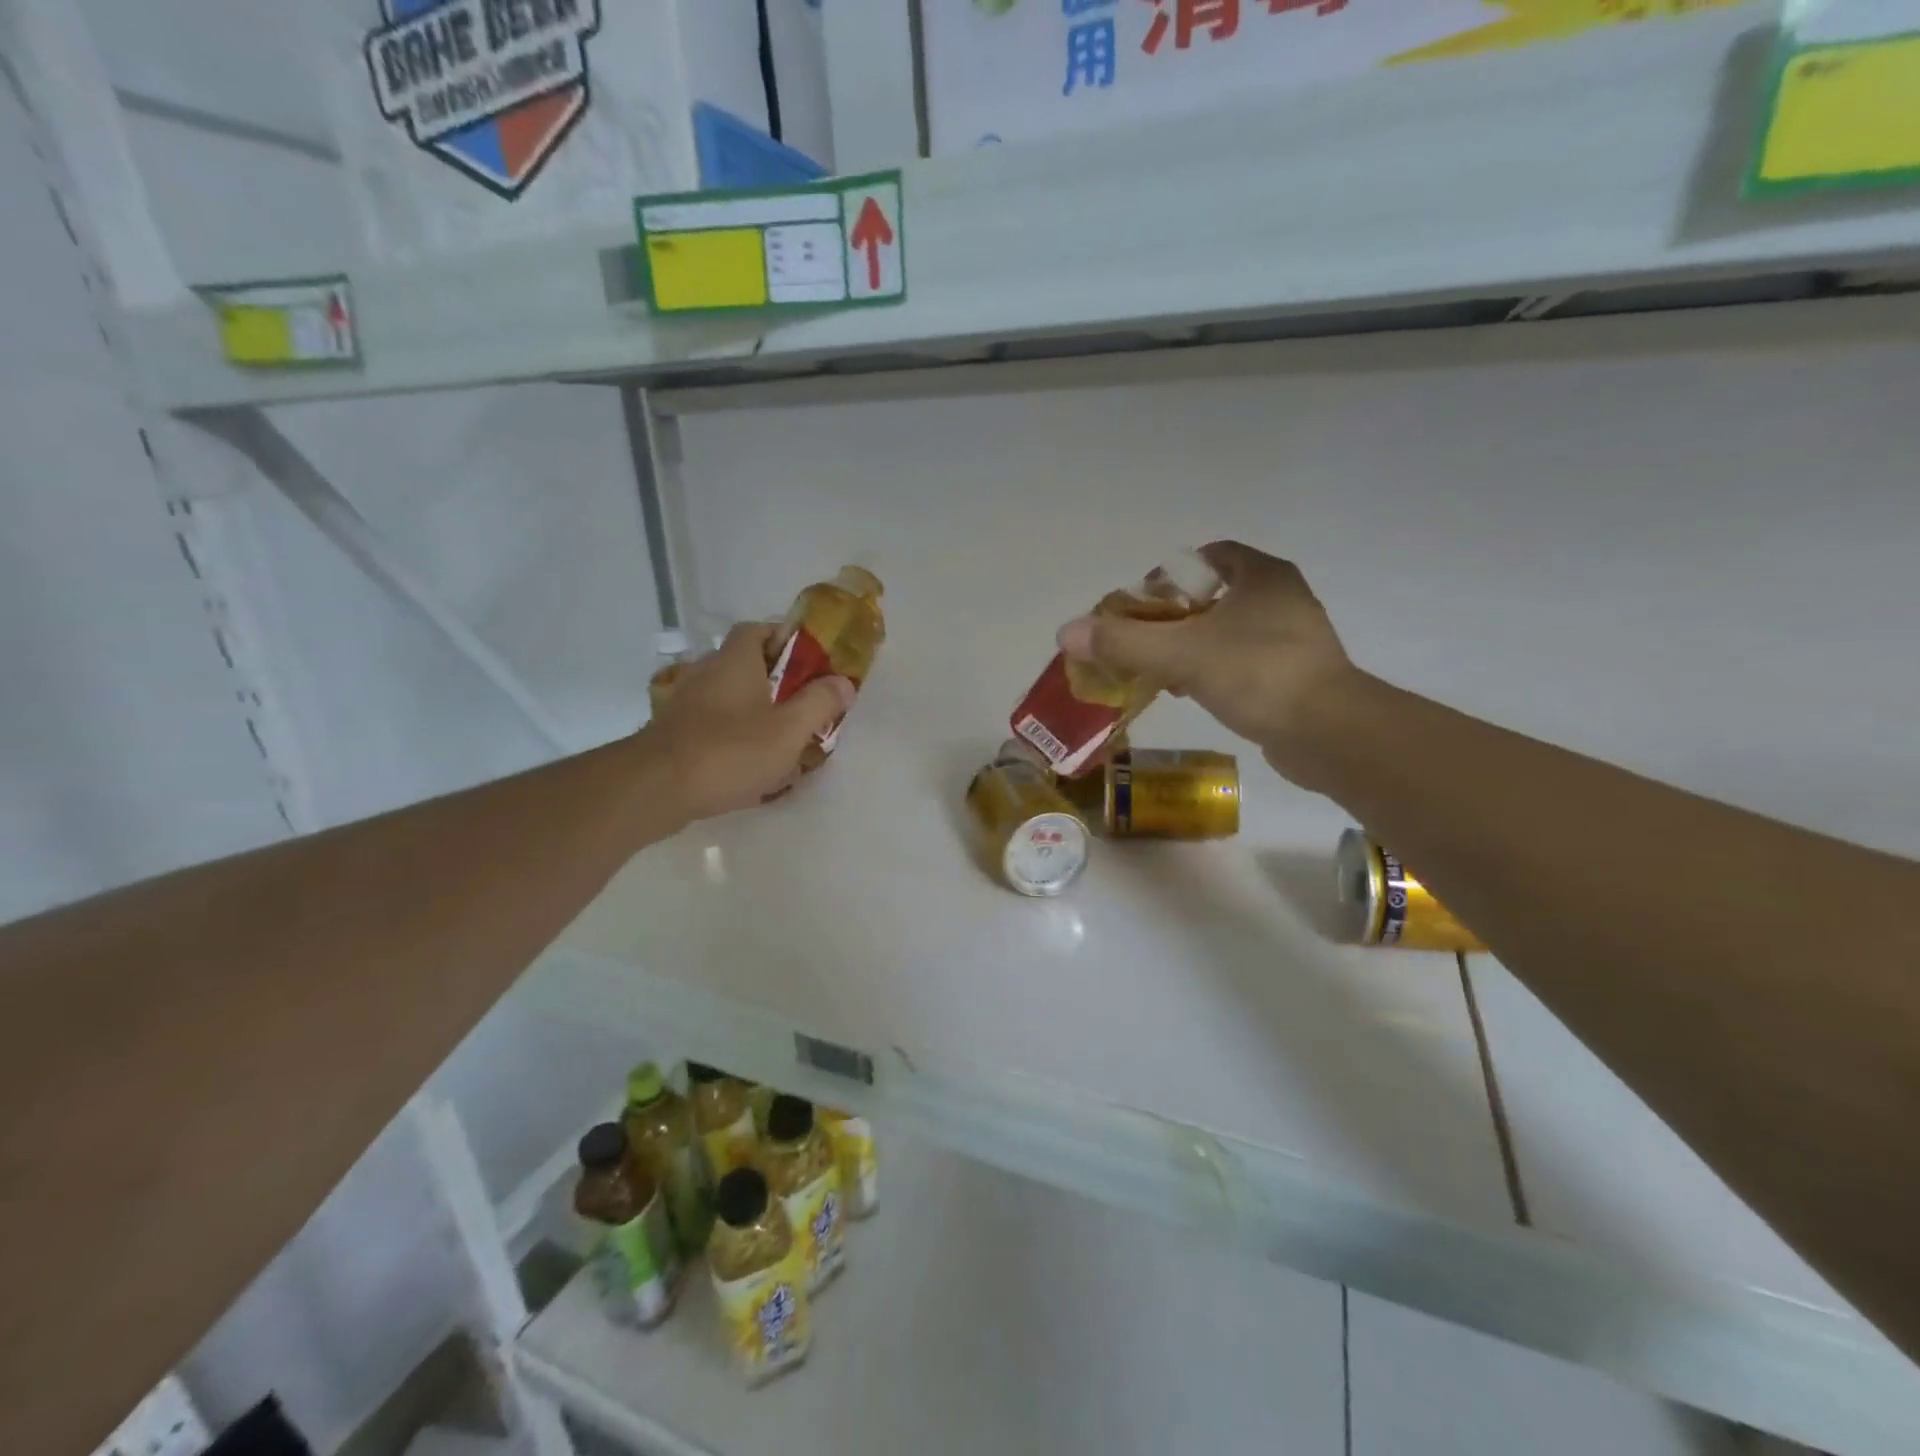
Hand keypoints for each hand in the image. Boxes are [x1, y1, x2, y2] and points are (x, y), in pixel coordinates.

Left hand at [642, 623, 854, 822]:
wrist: (657, 788)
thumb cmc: (730, 751)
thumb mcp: (789, 729)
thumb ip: (820, 703)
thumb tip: (843, 682)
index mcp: (736, 660)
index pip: (758, 629)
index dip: (785, 640)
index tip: (809, 663)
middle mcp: (706, 671)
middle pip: (745, 664)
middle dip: (774, 681)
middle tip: (801, 707)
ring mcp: (684, 701)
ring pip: (727, 696)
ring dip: (752, 710)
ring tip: (778, 740)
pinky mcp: (673, 731)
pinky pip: (711, 723)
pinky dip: (730, 734)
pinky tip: (746, 763)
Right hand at [1055, 541, 1356, 784]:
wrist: (1328, 733)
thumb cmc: (1256, 674)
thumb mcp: (1181, 654)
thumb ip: (1123, 641)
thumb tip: (1066, 631)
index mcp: (1262, 576)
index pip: (1211, 556)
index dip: (1171, 574)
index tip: (1144, 603)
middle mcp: (1282, 598)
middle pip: (1215, 595)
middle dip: (1175, 616)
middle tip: (1143, 639)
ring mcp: (1294, 638)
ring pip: (1228, 631)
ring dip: (1192, 646)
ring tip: (1160, 671)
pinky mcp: (1296, 675)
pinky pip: (1243, 662)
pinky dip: (1214, 671)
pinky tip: (1192, 694)